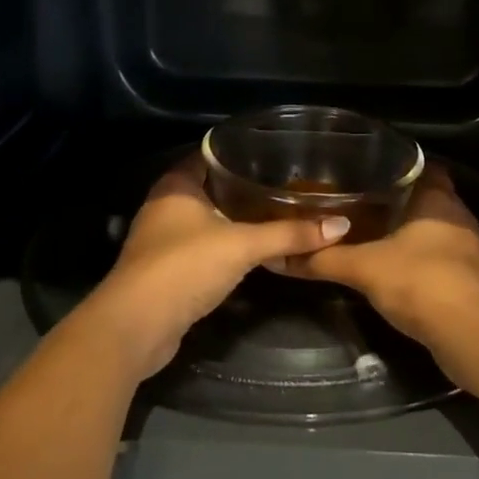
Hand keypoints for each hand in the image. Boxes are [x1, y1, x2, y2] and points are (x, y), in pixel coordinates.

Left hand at [78, 158, 350, 380]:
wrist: (137, 327)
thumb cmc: (185, 267)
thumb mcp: (242, 246)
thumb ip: (289, 234)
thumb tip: (341, 225)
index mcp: (176, 185)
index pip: (210, 154)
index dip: (239, 151)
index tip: (275, 153)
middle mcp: (164, 206)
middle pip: (209, 187)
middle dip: (242, 187)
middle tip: (284, 184)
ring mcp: (162, 239)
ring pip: (205, 219)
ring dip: (234, 219)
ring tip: (276, 212)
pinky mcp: (166, 270)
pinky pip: (202, 247)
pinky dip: (224, 246)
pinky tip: (251, 249)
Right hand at [280, 166, 478, 369]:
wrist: (468, 334)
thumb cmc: (419, 281)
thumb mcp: (363, 267)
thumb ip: (324, 259)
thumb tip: (279, 256)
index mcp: (439, 199)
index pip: (422, 167)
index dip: (397, 167)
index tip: (367, 171)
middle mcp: (458, 217)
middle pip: (426, 199)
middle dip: (397, 201)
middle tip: (360, 202)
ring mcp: (467, 249)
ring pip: (432, 230)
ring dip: (407, 232)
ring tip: (370, 233)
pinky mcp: (469, 279)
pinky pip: (438, 257)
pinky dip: (417, 259)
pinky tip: (391, 268)